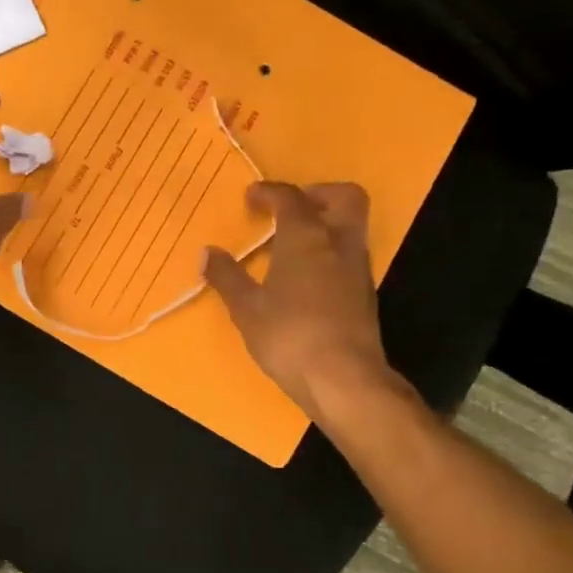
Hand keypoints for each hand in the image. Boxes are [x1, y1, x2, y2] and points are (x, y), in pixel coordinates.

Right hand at [202, 182, 412, 421]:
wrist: (345, 380)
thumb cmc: (290, 336)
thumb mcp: (247, 308)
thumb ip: (227, 277)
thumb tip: (207, 253)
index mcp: (306, 238)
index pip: (291, 198)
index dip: (269, 192)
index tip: (251, 198)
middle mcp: (338, 244)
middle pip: (344, 197)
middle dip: (318, 194)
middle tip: (290, 209)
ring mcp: (357, 269)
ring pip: (351, 227)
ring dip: (325, 224)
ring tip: (291, 245)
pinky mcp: (365, 295)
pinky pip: (349, 255)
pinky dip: (329, 252)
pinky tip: (306, 278)